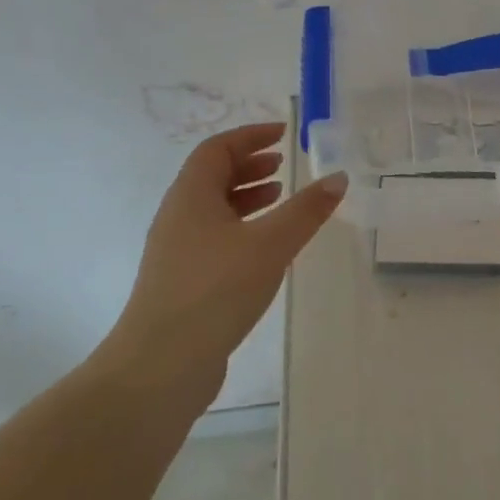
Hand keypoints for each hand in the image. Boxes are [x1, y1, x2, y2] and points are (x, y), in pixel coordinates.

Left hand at [102, 123, 345, 395]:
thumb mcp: (271, 244)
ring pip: (213, 209)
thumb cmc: (215, 291)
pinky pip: (214, 237)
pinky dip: (242, 227)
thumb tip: (338, 177)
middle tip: (283, 164)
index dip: (250, 136)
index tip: (282, 134)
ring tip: (279, 198)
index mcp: (191, 197)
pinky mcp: (182, 281)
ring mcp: (176, 252)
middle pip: (211, 176)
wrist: (161, 366)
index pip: (217, 149)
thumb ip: (307, 210)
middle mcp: (178, 217)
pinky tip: (265, 247)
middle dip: (249, 165)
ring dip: (246, 196)